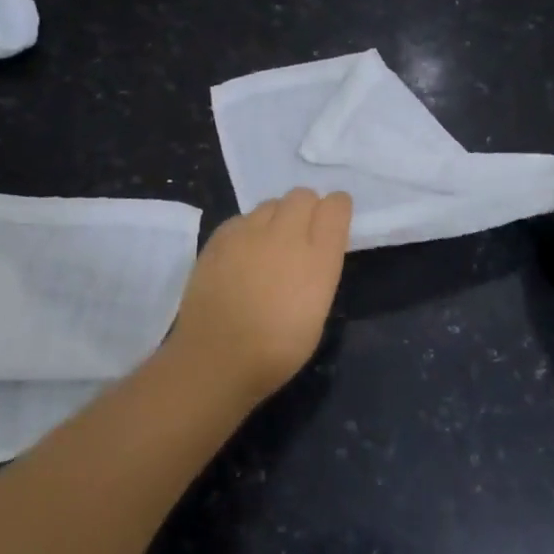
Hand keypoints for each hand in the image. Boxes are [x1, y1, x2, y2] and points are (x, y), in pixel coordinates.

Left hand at [166, 188, 352, 401]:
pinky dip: (248, 230)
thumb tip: (312, 254)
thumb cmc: (277, 350)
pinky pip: (242, 218)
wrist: (217, 357)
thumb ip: (319, 271)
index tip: (333, 222)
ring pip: (271, 203)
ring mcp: (249, 233)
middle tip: (301, 235)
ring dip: (277, 218)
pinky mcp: (220, 238)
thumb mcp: (317, 311)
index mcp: (318, 258)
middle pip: (303, 195)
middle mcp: (286, 235)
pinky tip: (242, 255)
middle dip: (307, 208)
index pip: (336, 206)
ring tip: (269, 246)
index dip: (337, 209)